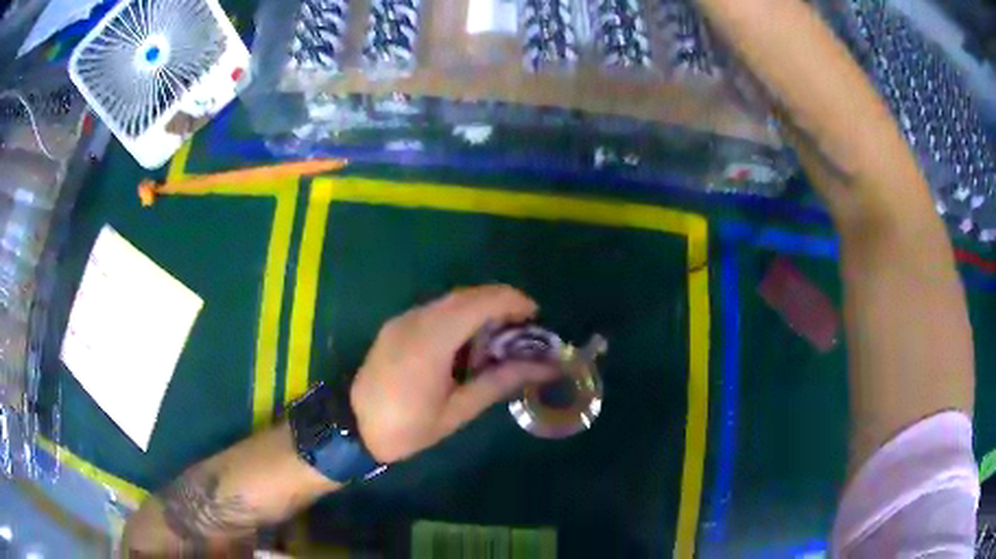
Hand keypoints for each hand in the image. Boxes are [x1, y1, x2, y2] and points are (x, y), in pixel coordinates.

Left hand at [350, 285, 555, 463]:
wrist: (353, 429)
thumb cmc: (408, 427)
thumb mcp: (458, 411)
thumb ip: (499, 382)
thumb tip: (543, 367)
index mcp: (431, 341)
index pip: (479, 303)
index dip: (512, 301)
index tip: (536, 317)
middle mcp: (415, 320)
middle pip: (466, 295)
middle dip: (500, 303)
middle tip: (523, 329)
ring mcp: (402, 320)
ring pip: (450, 300)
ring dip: (480, 308)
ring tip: (500, 336)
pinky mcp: (396, 326)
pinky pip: (435, 310)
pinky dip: (460, 316)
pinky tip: (468, 342)